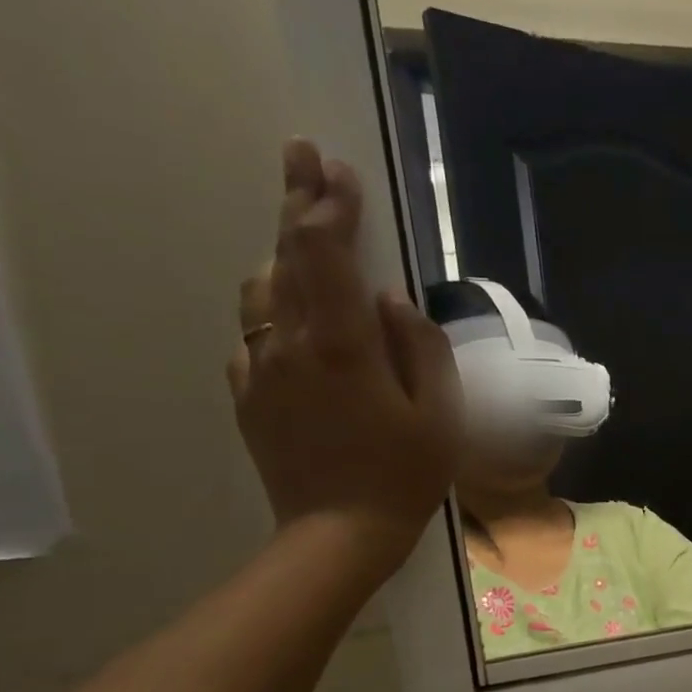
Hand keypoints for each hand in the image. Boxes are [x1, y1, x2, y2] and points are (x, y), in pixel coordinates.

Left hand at [229, 139, 461, 578]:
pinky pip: (255, 336)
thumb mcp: (441, 415)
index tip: (336, 169)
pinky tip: (294, 323)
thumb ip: (422, 349)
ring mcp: (262, 370)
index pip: (327, 256)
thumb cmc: (405, 476)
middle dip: (297, 203)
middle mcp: (291, 345)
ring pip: (262, 292)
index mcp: (343, 346)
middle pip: (286, 258)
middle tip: (301, 157)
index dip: (330, 207)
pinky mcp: (250, 396)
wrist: (339, 534)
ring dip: (282, 256)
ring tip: (304, 239)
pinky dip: (273, 311)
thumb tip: (393, 302)